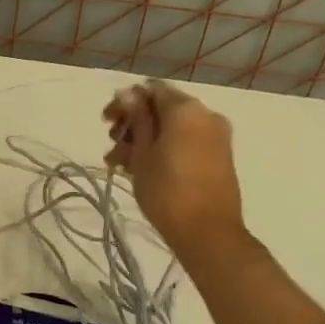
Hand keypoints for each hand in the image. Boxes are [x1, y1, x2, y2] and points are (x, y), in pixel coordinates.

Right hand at [103, 81, 247, 266]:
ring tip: (120, 164)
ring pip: (172, 128)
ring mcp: (215, 137)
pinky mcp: (218, 158)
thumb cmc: (167, 190)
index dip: (125, 102)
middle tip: (112, 144)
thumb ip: (137, 119)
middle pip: (162, 109)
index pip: (150, 90)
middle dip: (134, 124)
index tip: (106, 122)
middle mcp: (206, 115)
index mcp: (186, 109)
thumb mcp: (143, 152)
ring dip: (145, 140)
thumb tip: (128, 93)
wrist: (208, 233)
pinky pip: (185, 142)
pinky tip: (140, 170)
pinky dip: (164, 149)